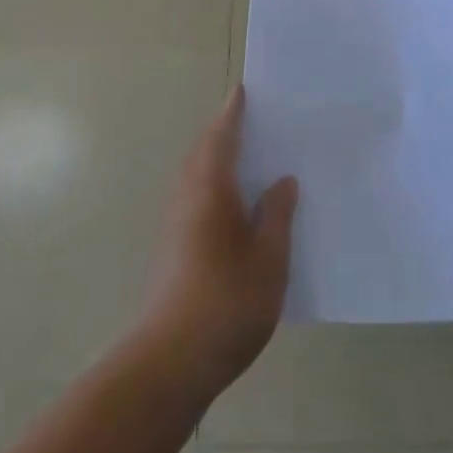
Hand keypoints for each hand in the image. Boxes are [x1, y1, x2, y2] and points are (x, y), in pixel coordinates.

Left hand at [141, 87, 297, 401]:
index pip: (222, 136)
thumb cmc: (227, 301)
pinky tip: (235, 208)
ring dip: (216, 160)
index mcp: (211, 186)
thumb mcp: (269, 258)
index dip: (233, 112)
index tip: (242, 90)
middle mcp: (188, 196)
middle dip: (224, 133)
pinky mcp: (173, 250)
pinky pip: (195, 198)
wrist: (170, 362)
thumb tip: (282, 182)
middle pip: (204, 151)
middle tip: (251, 121)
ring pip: (196, 176)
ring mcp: (176, 224)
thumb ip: (277, 214)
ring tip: (248, 160)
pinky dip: (213, 186)